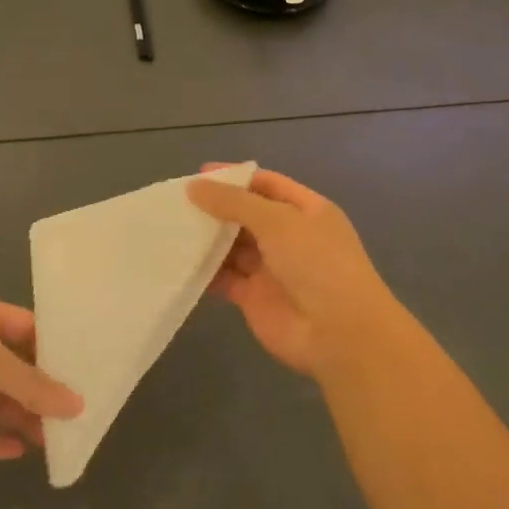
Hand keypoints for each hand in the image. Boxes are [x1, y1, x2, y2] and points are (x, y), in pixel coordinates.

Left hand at [0, 294, 82, 458]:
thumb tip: (76, 403)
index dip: (57, 349)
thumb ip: (30, 383)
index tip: (89, 371)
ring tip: (56, 440)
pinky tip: (18, 453)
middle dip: (43, 391)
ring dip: (22, 419)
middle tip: (79, 416)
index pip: (30, 329)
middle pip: (16, 369)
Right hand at [187, 168, 412, 386]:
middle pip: (246, 215)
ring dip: (207, 239)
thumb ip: (234, 202)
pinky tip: (178, 262)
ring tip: (170, 228)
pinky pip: (225, 278)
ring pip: (233, 247)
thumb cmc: (316, 263)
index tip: (198, 175)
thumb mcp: (277, 221)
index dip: (234, 177)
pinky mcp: (255, 298)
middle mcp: (289, 237)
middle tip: (175, 203)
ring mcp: (272, 268)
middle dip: (215, 208)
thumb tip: (194, 186)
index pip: (266, 184)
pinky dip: (205, 271)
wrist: (338, 333)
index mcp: (306, 211)